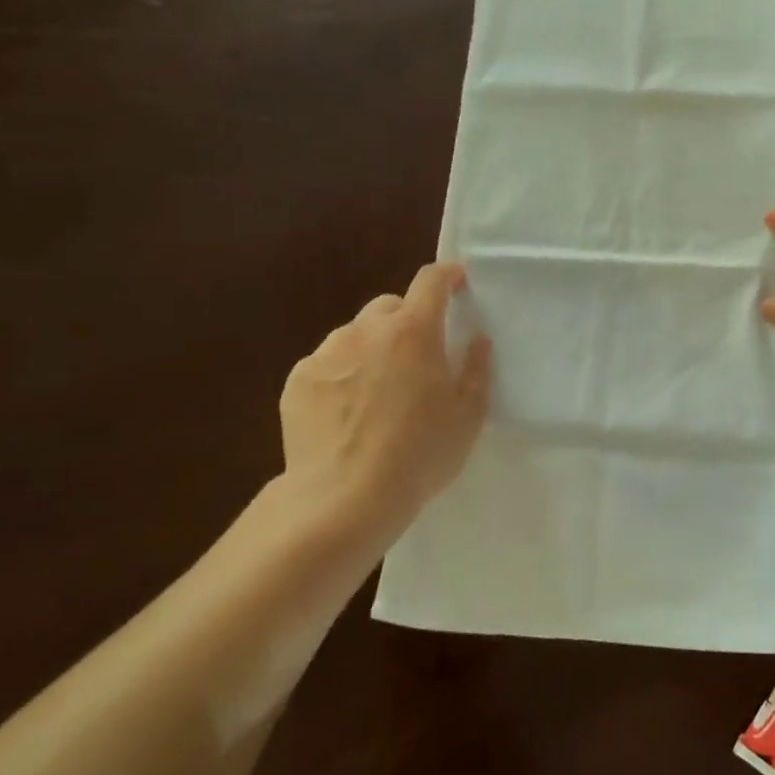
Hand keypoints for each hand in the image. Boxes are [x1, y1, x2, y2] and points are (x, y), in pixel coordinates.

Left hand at [277, 263, 491, 540]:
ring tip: (379, 391)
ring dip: (372, 347)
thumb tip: (476, 339)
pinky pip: (327, 363)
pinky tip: (347, 413)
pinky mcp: (298, 380)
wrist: (344, 498)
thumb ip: (476, 369)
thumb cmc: (419, 455)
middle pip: (390, 306)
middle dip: (407, 320)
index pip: (431, 281)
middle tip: (418, 357)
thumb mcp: (468, 416)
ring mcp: (326, 353)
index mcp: (414, 331)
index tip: (457, 282)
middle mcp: (366, 330)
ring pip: (355, 334)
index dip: (446, 275)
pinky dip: (342, 374)